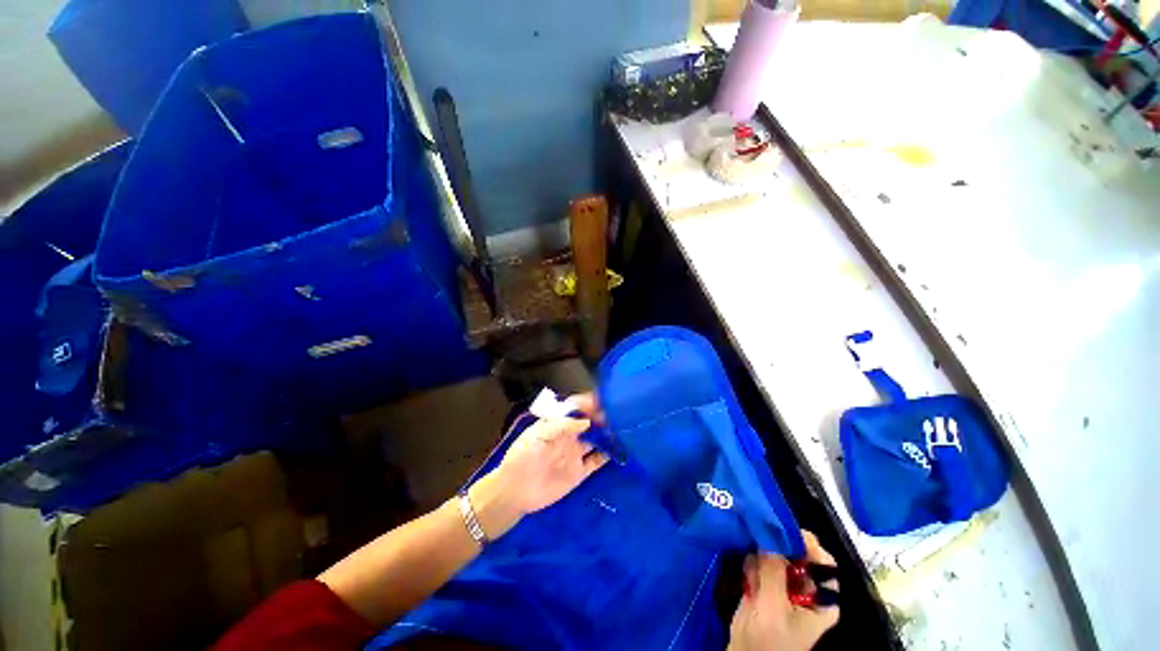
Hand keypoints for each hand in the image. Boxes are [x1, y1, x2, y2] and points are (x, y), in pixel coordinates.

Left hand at [469, 393, 609, 538]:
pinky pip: (596, 461)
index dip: (587, 403)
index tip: (601, 401)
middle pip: (589, 422)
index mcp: (556, 424)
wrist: (514, 491)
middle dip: (602, 417)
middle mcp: (568, 436)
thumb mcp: (538, 435)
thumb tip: (586, 421)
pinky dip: (607, 456)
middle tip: (617, 415)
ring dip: (607, 435)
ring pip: (596, 440)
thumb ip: (561, 426)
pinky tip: (618, 450)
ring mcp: (574, 454)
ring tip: (622, 430)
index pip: (575, 408)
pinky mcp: (578, 472)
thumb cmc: (523, 457)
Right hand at [727, 531, 839, 650]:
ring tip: (753, 572)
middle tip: (761, 542)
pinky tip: (747, 578)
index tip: (788, 530)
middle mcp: (806, 589)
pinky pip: (760, 562)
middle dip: (778, 548)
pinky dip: (752, 564)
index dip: (810, 546)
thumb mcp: (772, 608)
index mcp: (820, 600)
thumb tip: (770, 539)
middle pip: (798, 556)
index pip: (825, 565)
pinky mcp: (765, 583)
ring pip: (776, 555)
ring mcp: (784, 585)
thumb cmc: (767, 640)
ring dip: (761, 557)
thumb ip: (773, 573)